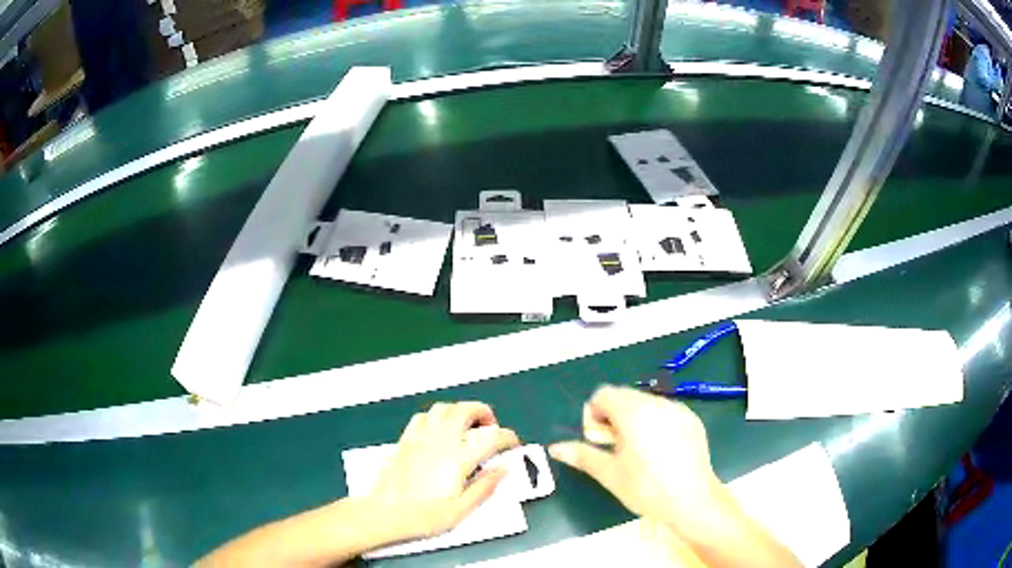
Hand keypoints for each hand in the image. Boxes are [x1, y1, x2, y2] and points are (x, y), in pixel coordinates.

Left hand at [369, 402, 519, 540]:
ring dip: (461, 410)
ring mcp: (420, 437)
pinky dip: (438, 416)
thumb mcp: (462, 509)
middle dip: (484, 413)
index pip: (491, 438)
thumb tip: (504, 469)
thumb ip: (485, 486)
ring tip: (468, 425)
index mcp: (458, 459)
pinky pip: (423, 416)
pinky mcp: (406, 440)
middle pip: (466, 410)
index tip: (512, 445)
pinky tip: (440, 430)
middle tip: (492, 428)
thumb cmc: (424, 516)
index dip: (507, 438)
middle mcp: (440, 441)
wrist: (385, 513)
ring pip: (444, 408)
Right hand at [548, 385, 720, 529]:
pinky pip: (666, 411)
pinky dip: (656, 423)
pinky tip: (660, 451)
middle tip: (616, 447)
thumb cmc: (646, 488)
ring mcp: (679, 410)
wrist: (693, 500)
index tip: (599, 439)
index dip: (595, 413)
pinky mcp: (693, 420)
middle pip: (626, 396)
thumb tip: (555, 448)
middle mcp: (657, 403)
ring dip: (635, 419)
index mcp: (634, 413)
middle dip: (614, 416)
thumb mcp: (610, 474)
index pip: (604, 394)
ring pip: (646, 403)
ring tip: (638, 451)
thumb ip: (582, 455)